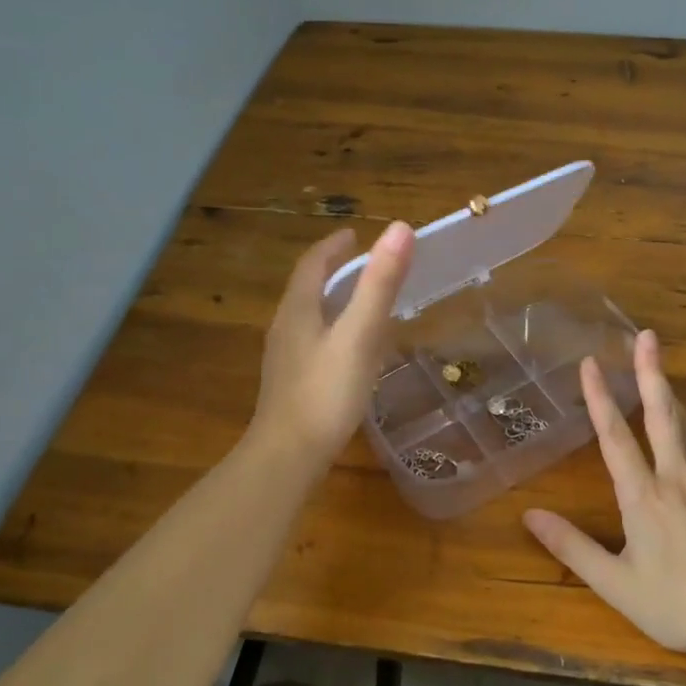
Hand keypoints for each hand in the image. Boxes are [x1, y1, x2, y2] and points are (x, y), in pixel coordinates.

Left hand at [249, 222, 413, 467]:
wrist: (287, 457)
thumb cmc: (326, 392)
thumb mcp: (360, 334)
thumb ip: (379, 284)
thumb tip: (399, 228)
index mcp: (298, 309)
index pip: (313, 264)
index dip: (334, 246)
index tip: (353, 234)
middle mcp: (285, 327)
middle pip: (308, 288)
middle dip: (333, 270)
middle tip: (362, 262)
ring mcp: (285, 358)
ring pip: (309, 316)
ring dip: (332, 299)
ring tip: (359, 299)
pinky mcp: (291, 383)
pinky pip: (313, 341)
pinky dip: (332, 328)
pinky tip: (349, 349)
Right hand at [522, 330, 685, 656]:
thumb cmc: (680, 604)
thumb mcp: (617, 584)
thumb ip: (572, 547)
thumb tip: (529, 516)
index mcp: (644, 496)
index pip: (615, 436)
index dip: (600, 397)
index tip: (590, 362)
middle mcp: (676, 477)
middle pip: (661, 413)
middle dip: (650, 372)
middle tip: (646, 336)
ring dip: (669, 392)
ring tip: (658, 368)